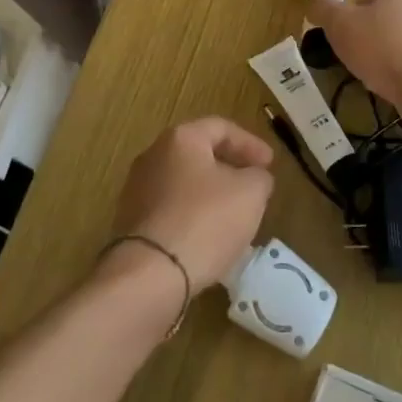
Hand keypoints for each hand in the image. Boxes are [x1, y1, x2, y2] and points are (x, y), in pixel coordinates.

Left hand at [111, 117, 274, 291]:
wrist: (149, 273)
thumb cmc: (205, 221)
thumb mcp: (250, 193)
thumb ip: (259, 177)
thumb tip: (254, 177)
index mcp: (180, 139)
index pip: (221, 128)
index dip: (250, 143)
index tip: (270, 164)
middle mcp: (153, 156)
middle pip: (199, 154)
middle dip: (229, 168)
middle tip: (253, 186)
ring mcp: (137, 190)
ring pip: (184, 184)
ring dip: (210, 195)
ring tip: (234, 216)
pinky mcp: (131, 223)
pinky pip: (171, 210)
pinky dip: (193, 217)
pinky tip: (209, 239)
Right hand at [306, 0, 401, 109]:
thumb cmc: (380, 50)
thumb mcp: (338, 24)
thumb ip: (322, 7)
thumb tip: (314, 1)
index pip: (364, 1)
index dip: (349, 22)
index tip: (344, 42)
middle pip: (383, 21)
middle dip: (369, 39)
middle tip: (357, 61)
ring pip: (401, 42)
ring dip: (388, 57)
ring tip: (376, 77)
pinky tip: (397, 86)